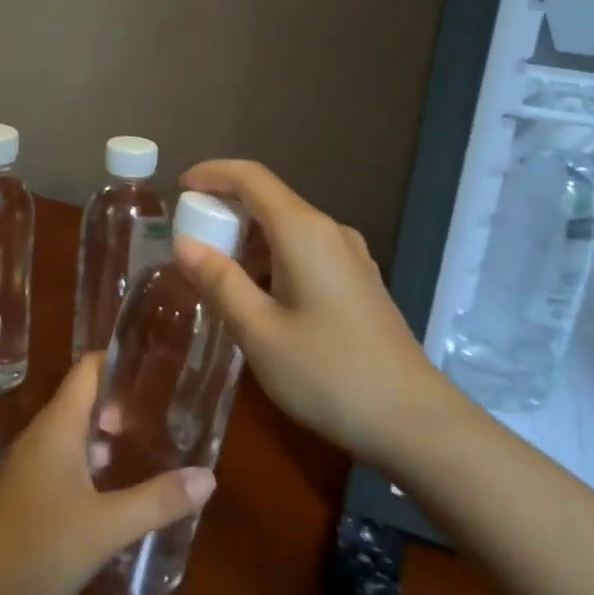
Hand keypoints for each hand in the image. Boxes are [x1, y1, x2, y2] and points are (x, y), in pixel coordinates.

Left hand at [0, 353, 214, 594]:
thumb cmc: (38, 548)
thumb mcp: (106, 526)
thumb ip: (157, 500)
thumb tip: (208, 476)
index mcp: (58, 427)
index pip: (87, 370)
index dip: (118, 361)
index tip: (156, 367)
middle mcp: (40, 436)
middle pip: (82, 400)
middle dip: (120, 403)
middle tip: (163, 415)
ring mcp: (28, 466)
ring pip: (72, 434)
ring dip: (105, 436)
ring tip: (146, 448)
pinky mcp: (23, 494)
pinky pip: (62, 461)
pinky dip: (89, 463)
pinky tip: (112, 491)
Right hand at [175, 159, 454, 469]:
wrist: (414, 420)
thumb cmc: (328, 373)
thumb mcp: (259, 331)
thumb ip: (219, 281)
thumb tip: (184, 243)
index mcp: (303, 232)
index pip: (251, 178)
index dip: (212, 174)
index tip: (179, 188)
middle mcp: (330, 231)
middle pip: (269, 200)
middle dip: (225, 210)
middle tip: (189, 241)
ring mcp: (351, 256)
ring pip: (288, 229)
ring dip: (249, 239)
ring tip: (216, 273)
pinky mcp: (359, 282)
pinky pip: (306, 251)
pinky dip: (272, 258)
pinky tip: (259, 295)